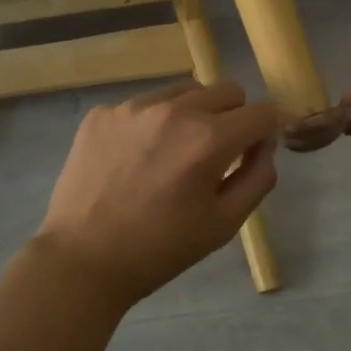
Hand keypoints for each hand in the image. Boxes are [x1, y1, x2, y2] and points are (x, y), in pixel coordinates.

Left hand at [38, 80, 279, 306]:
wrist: (83, 259)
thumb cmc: (160, 249)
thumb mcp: (224, 224)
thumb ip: (258, 177)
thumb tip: (264, 144)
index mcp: (208, 140)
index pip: (262, 112)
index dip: (267, 131)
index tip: (254, 151)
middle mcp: (173, 110)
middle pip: (226, 91)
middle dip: (234, 117)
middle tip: (216, 154)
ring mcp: (132, 107)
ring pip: (184, 91)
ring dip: (192, 114)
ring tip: (172, 154)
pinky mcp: (101, 113)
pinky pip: (143, 105)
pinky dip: (152, 123)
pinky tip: (135, 159)